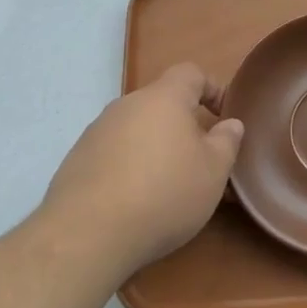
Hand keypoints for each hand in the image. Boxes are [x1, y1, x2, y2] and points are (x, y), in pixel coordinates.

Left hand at [42, 64, 243, 279]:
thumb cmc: (163, 193)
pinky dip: (128, 168)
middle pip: (161, 103)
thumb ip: (227, 141)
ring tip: (167, 186)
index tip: (223, 117)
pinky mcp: (76, 161)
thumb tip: (230, 124)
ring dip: (154, 148)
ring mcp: (97, 132)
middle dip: (183, 125)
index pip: (190, 73)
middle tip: (199, 159)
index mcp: (163, 98)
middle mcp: (126, 105)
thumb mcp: (213, 171)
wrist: (87, 234)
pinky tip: (134, 202)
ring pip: (136, 130)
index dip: (211, 88)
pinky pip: (113, 154)